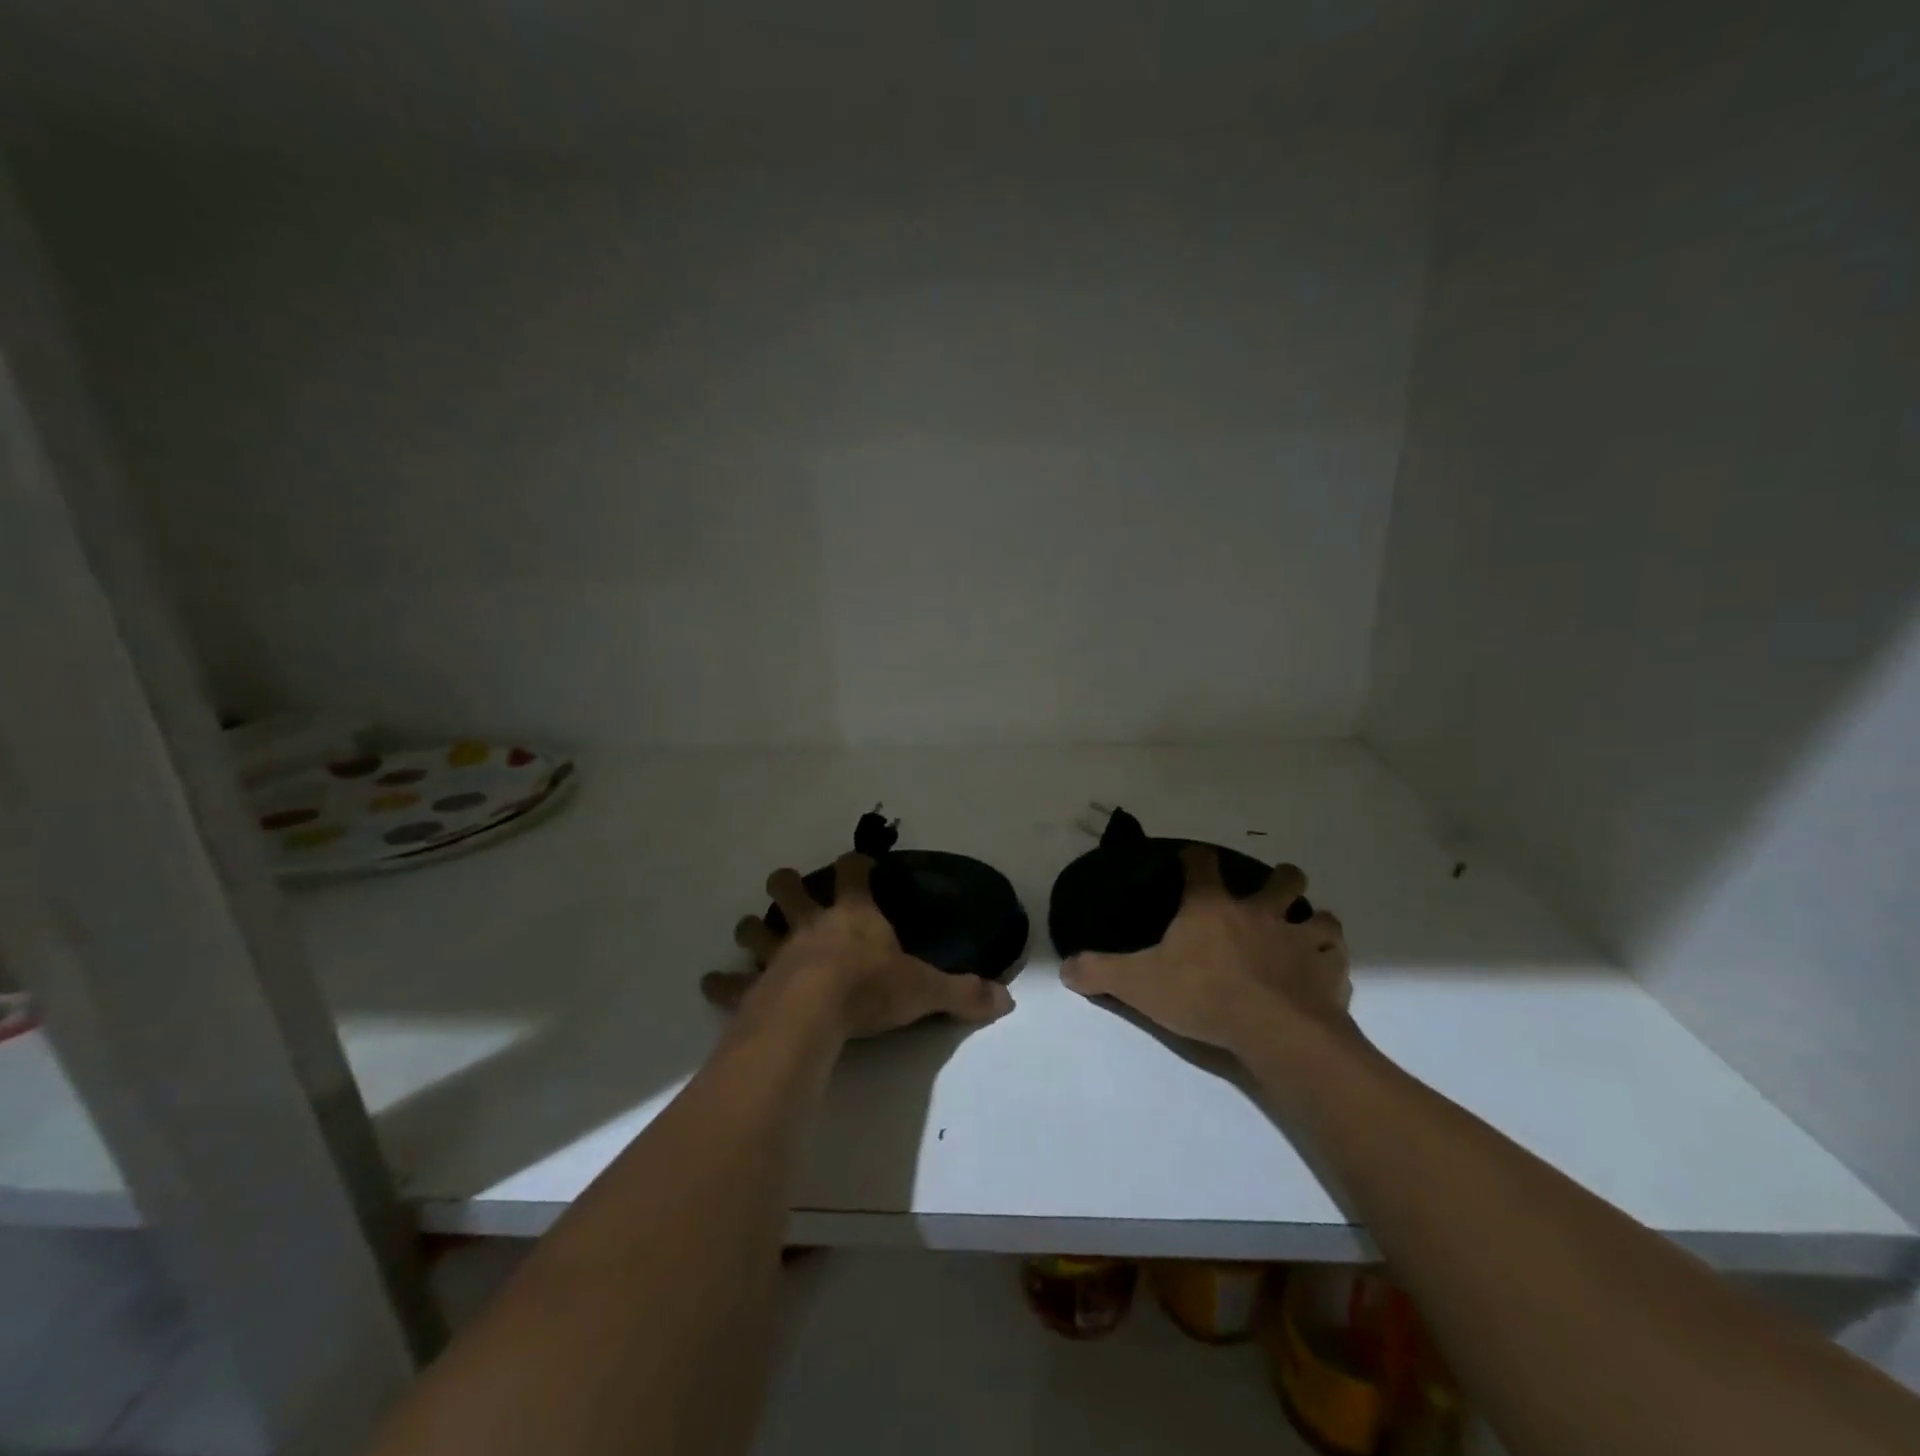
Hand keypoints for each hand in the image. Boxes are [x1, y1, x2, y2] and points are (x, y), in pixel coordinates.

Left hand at [701, 854, 1013, 1040]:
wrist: (814, 1016)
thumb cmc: (870, 991)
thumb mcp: (925, 991)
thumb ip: (963, 992)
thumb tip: (1006, 999)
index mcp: (853, 917)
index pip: (853, 873)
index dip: (855, 863)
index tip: (857, 860)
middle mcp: (811, 926)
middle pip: (789, 890)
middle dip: (787, 885)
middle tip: (788, 887)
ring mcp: (777, 955)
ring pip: (754, 929)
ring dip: (751, 928)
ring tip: (749, 930)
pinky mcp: (752, 988)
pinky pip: (730, 983)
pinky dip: (721, 983)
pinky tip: (711, 982)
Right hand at [1060, 845, 1352, 1054]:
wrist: (1273, 1031)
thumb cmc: (1203, 995)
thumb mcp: (1139, 984)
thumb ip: (1101, 972)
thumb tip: (1066, 968)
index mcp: (1212, 907)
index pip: (1202, 864)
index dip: (1196, 858)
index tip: (1193, 859)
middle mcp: (1260, 913)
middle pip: (1282, 877)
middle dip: (1280, 879)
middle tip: (1271, 893)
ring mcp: (1299, 940)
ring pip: (1320, 916)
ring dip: (1314, 922)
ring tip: (1304, 934)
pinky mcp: (1329, 971)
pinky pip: (1338, 959)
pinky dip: (1333, 963)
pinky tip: (1324, 975)